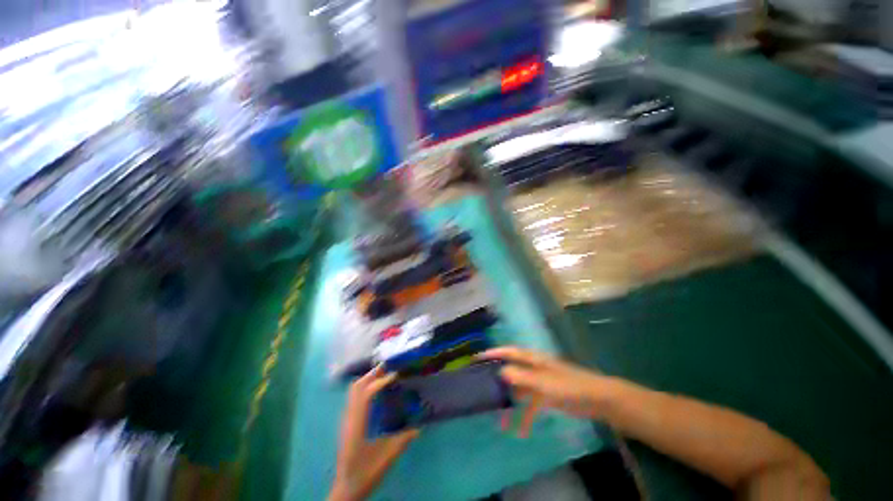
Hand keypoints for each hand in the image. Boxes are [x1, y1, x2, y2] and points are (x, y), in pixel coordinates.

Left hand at [329, 366, 418, 500]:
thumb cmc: (365, 473)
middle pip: (356, 387)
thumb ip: (403, 439)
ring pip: (353, 391)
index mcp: (357, 424)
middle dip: (372, 375)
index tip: (395, 375)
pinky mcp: (348, 422)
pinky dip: (365, 387)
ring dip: (368, 379)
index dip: (380, 382)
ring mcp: (347, 419)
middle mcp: (349, 418)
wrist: (346, 489)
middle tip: (389, 367)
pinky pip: (354, 397)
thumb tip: (420, 426)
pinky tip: (376, 390)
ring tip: (384, 374)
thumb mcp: (387, 457)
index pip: (366, 394)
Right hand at [481, 346, 614, 436]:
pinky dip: (526, 417)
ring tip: (499, 420)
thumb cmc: (569, 386)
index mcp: (532, 359)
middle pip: (510, 371)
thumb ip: (521, 376)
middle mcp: (533, 368)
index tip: (476, 359)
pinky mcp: (546, 397)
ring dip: (510, 404)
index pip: (508, 352)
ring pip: (519, 391)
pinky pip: (530, 406)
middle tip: (482, 389)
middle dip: (497, 380)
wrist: (597, 399)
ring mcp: (539, 383)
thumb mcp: (543, 382)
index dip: (492, 353)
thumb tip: (499, 372)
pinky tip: (522, 432)